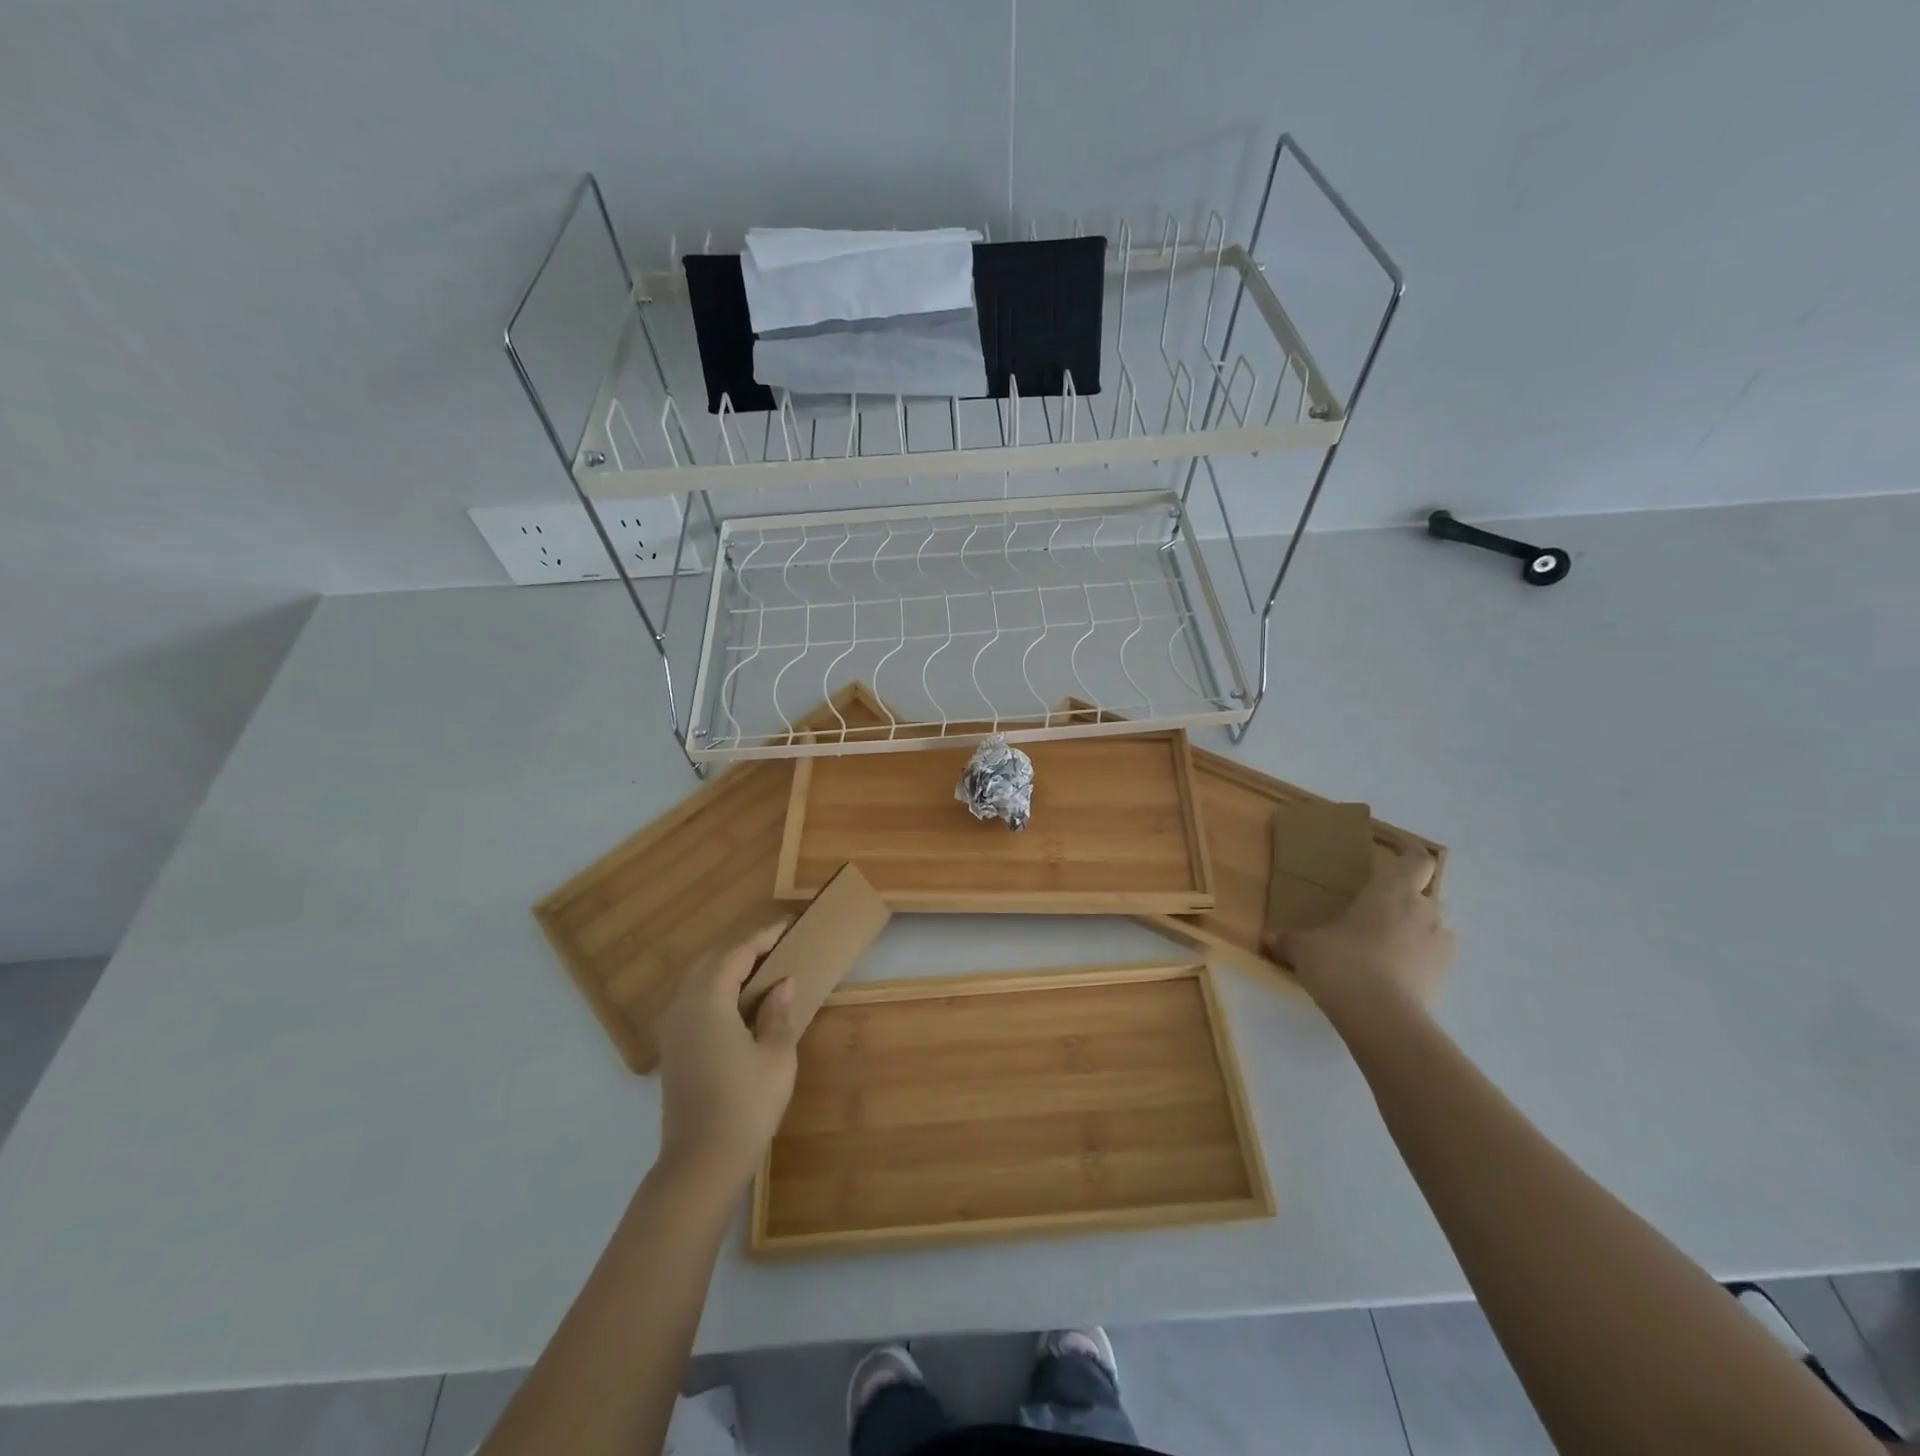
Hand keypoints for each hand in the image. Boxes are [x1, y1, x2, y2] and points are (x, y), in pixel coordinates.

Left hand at [655, 922, 800, 1198]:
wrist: (701, 1164)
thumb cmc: (746, 1105)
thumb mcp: (776, 1056)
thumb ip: (777, 1014)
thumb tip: (782, 984)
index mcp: (708, 1002)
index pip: (736, 955)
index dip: (762, 938)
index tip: (787, 927)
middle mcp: (682, 1008)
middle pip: (710, 963)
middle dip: (742, 952)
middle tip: (776, 950)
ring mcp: (672, 1031)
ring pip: (697, 983)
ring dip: (726, 971)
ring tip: (761, 975)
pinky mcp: (672, 1051)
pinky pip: (692, 1004)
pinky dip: (715, 993)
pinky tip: (739, 1007)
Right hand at [1277, 843, 1453, 1012]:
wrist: (1383, 1018)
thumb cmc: (1342, 964)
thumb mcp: (1304, 948)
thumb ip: (1288, 939)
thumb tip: (1268, 938)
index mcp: (1391, 891)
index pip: (1416, 857)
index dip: (1408, 847)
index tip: (1391, 844)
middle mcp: (1423, 910)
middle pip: (1426, 889)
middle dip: (1408, 891)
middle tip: (1380, 899)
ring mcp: (1439, 944)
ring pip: (1432, 922)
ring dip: (1414, 924)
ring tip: (1384, 937)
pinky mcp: (1444, 974)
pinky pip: (1432, 953)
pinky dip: (1417, 954)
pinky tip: (1393, 967)